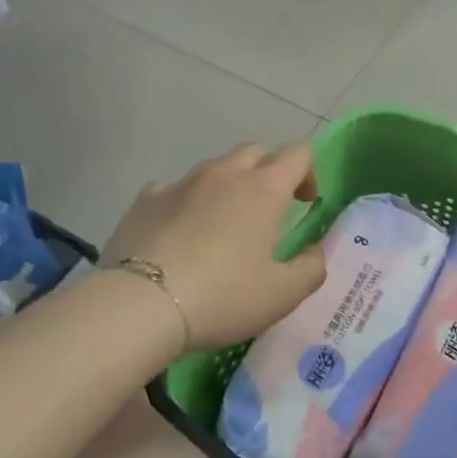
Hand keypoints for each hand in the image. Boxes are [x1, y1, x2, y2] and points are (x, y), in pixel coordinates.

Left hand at [102, 142, 325, 352]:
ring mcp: (181, 183)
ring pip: (214, 168)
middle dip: (268, 172)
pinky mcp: (145, 200)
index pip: (297, 154)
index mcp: (263, 190)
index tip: (304, 203)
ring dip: (227, 185)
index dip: (308, 172)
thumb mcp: (283, 294)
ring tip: (222, 224)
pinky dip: (186, 202)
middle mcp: (224, 174)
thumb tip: (316, 253)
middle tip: (268, 210)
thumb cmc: (222, 296)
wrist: (140, 305)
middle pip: (255, 152)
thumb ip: (311, 269)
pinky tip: (180, 232)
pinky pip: (174, 188)